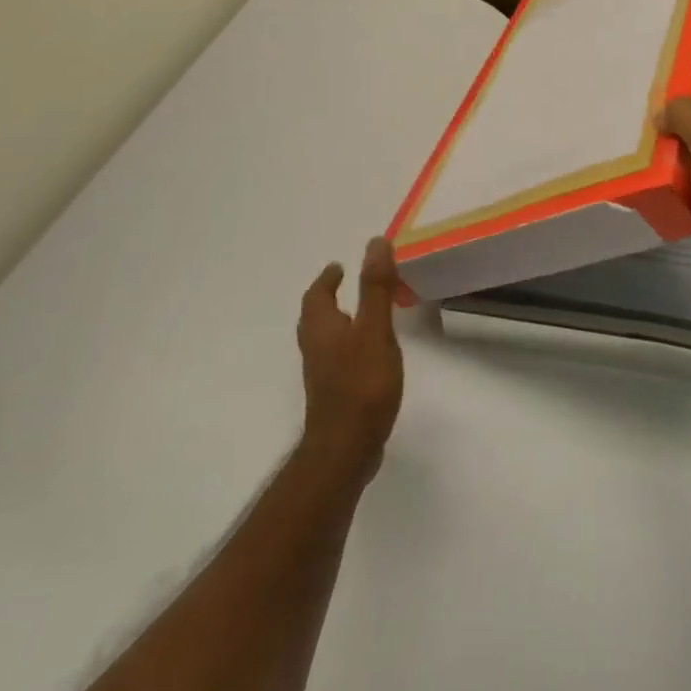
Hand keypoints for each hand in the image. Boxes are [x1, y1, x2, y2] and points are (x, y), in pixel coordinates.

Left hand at [297, 237, 404, 479]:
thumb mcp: (375, 329)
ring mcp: (322, 374)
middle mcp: (316, 348)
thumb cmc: (361, 384)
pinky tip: (365, 353)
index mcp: (322, 328)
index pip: (317, 296)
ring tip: (356, 313)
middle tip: (344, 284)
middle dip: (327, 298)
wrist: (346, 447)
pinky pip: (336, 357)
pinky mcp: (334, 393)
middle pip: (315, 317)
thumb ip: (376, 288)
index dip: (326, 280)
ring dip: (336, 321)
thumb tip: (374, 243)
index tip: (338, 267)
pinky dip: (346, 343)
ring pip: (324, 338)